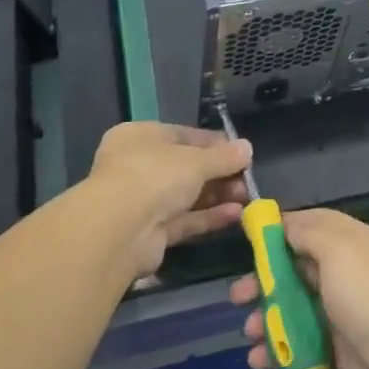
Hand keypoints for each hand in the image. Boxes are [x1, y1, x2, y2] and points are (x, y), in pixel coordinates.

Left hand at [87, 122, 251, 279]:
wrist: (119, 231)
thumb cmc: (155, 175)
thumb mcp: (196, 160)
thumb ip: (224, 156)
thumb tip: (247, 148)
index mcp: (141, 137)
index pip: (183, 136)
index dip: (214, 144)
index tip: (241, 151)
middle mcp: (137, 166)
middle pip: (186, 168)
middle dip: (219, 174)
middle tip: (247, 179)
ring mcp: (142, 202)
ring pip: (186, 196)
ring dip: (217, 196)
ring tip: (248, 197)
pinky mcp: (149, 233)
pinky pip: (184, 220)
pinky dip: (208, 217)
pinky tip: (236, 214)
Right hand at [231, 209, 368, 368]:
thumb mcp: (339, 250)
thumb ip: (309, 232)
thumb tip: (285, 221)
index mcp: (351, 242)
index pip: (310, 225)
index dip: (279, 230)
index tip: (246, 238)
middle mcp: (345, 274)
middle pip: (295, 268)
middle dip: (263, 279)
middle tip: (236, 295)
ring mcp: (341, 315)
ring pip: (292, 309)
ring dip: (266, 318)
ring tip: (249, 332)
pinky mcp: (336, 354)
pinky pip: (298, 346)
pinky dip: (277, 351)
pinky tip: (260, 360)